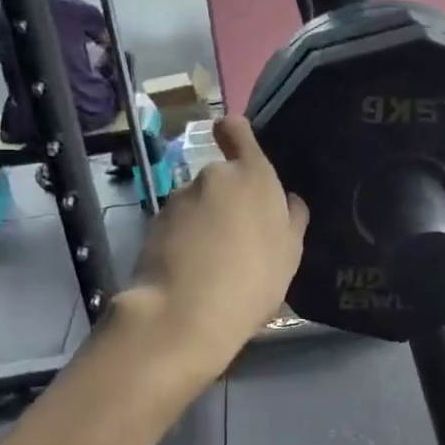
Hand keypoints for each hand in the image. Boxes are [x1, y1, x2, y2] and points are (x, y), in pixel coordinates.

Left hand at [119, 116, 307, 375]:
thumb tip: (287, 200)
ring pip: (198, 203)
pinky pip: (178, 226)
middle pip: (222, 178)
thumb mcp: (290, 253)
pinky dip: (184, 241)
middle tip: (240, 239)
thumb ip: (291, 218)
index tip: (237, 147)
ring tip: (214, 264)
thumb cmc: (253, 280)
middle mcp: (213, 176)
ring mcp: (179, 200)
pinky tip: (191, 273)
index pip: (236, 129)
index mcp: (253, 176)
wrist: (184, 315)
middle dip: (228, 199)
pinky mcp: (153, 225)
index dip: (235, 133)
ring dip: (205, 222)